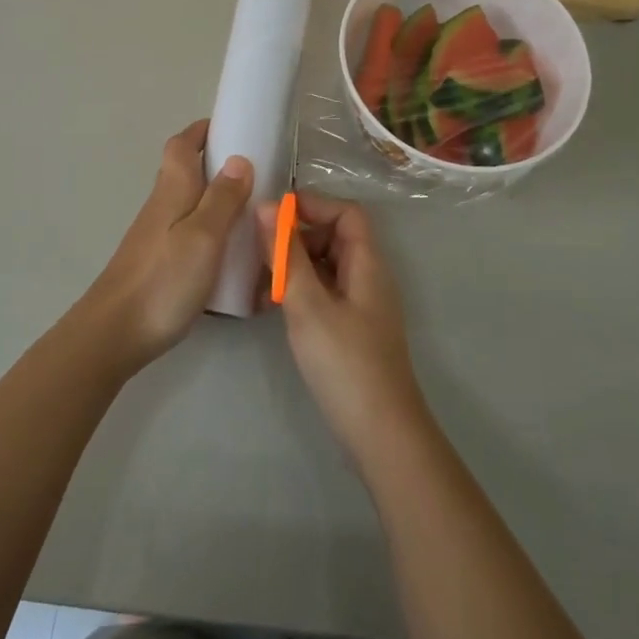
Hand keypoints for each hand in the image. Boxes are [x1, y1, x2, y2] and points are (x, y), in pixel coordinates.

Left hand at [78, 120, 251, 372]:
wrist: (115, 333)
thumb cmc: (163, 280)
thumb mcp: (204, 236)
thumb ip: (222, 198)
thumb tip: (239, 159)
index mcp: (172, 191)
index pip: (181, 145)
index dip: (202, 131)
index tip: (232, 128)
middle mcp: (162, 206)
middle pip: (186, 172)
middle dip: (216, 164)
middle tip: (256, 173)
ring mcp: (157, 235)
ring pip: (189, 203)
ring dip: (217, 199)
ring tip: (252, 212)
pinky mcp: (159, 262)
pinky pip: (190, 232)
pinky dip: (212, 231)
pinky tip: (230, 253)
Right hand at [258, 193, 429, 463]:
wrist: (380, 432)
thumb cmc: (344, 362)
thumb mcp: (308, 304)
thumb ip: (286, 255)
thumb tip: (266, 206)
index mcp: (367, 264)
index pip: (346, 213)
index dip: (312, 206)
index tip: (271, 216)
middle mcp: (368, 277)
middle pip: (334, 237)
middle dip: (296, 237)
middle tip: (258, 253)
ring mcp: (360, 305)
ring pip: (325, 267)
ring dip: (293, 266)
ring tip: (259, 283)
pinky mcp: (351, 329)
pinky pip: (323, 293)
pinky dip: (299, 291)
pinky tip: (272, 308)